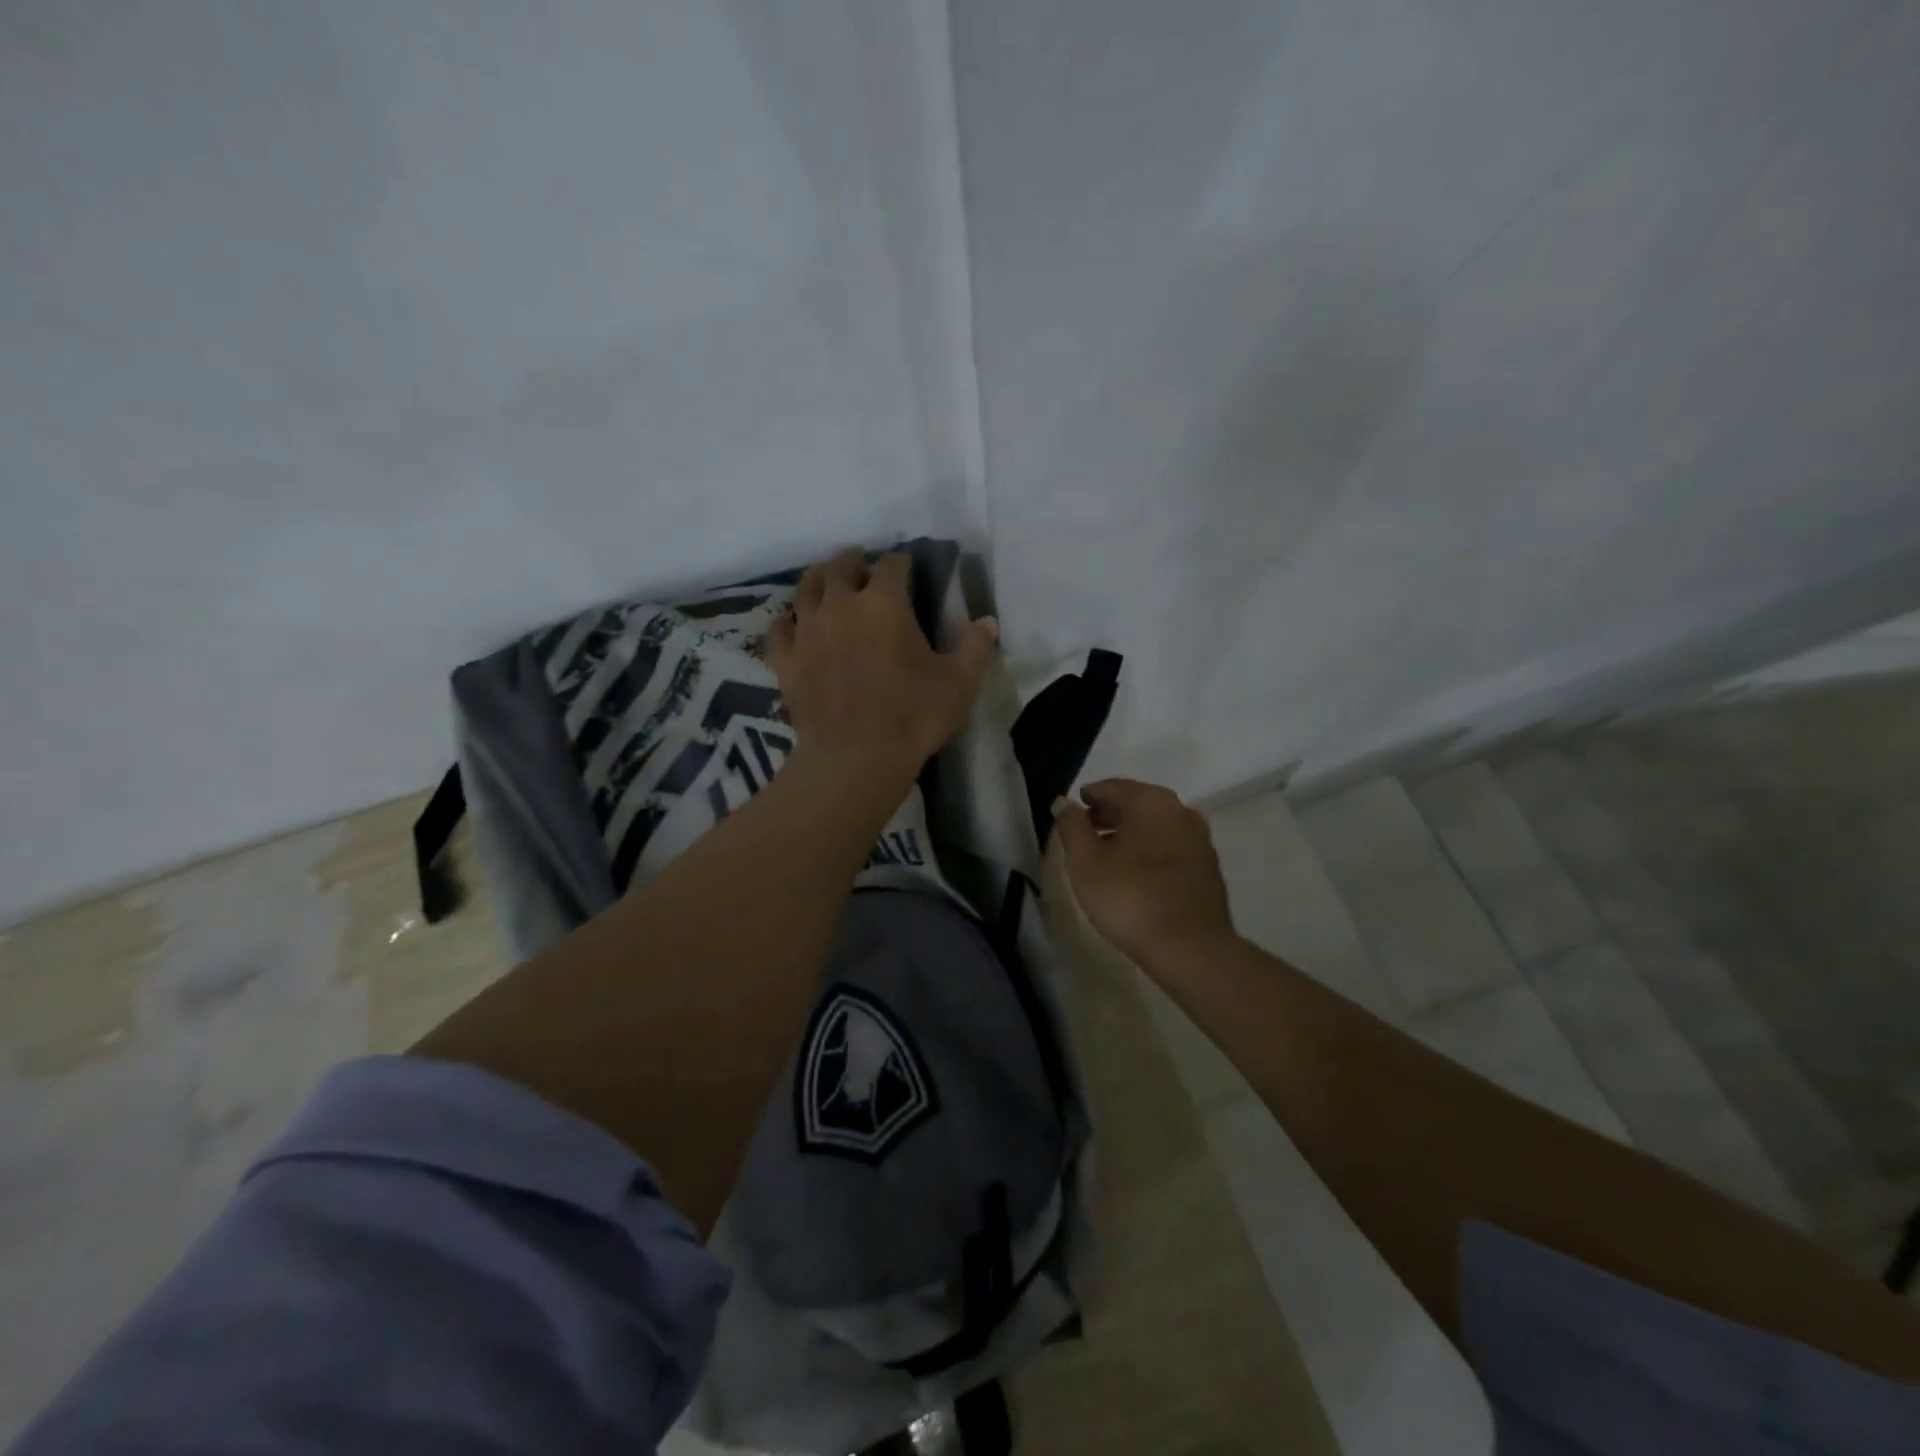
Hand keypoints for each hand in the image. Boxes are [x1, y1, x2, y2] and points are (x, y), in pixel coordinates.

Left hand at [769, 547, 997, 780]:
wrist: (856, 758)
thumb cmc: (913, 716)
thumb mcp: (959, 682)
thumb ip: (975, 647)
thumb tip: (988, 622)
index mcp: (884, 602)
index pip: (892, 565)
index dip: (902, 563)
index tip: (908, 570)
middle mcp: (840, 605)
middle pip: (841, 566)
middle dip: (854, 562)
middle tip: (863, 568)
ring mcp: (808, 631)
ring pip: (806, 589)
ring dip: (818, 581)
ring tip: (827, 584)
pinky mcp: (787, 660)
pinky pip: (779, 629)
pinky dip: (788, 622)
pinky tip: (794, 625)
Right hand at [1054, 778, 1235, 969]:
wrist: (1191, 948)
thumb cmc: (1130, 898)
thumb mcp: (1085, 862)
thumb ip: (1071, 826)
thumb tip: (1065, 803)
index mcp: (1150, 801)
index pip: (1112, 787)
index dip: (1089, 796)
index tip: (1074, 808)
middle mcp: (1180, 810)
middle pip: (1136, 803)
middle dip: (1109, 814)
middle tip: (1085, 831)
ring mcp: (1199, 838)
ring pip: (1155, 826)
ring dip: (1130, 834)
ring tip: (1106, 855)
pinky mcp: (1208, 866)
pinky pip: (1170, 847)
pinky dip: (1150, 851)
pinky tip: (1135, 874)